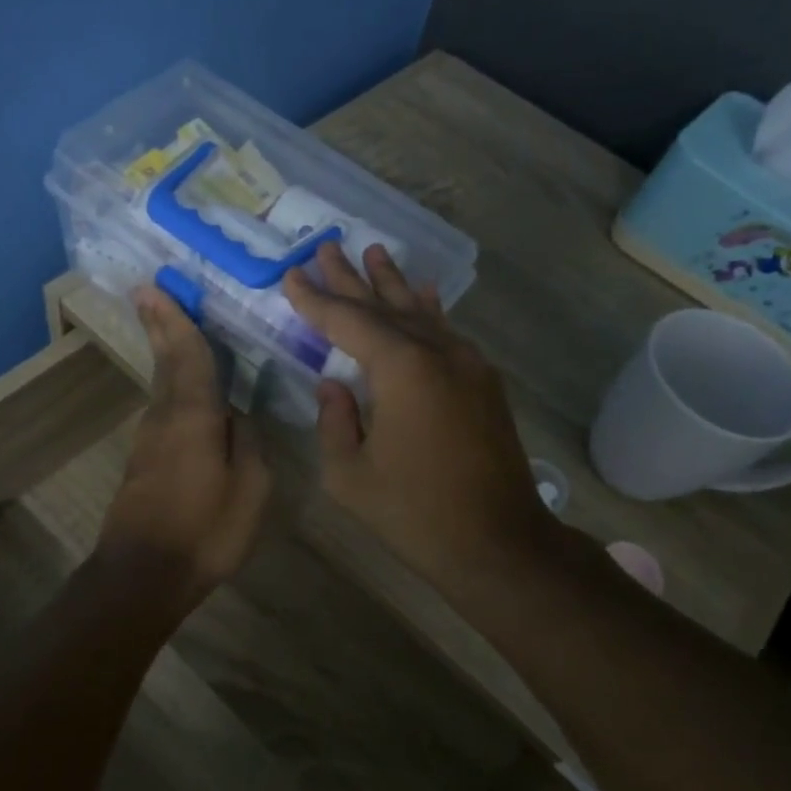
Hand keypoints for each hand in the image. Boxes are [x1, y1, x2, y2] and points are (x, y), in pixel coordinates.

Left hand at [95, 284, 273, 607]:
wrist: (143, 575)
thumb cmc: (205, 530)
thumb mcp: (250, 488)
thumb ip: (247, 443)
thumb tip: (236, 417)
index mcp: (193, 416)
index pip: (188, 356)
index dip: (175, 320)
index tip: (155, 287)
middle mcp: (165, 417)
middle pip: (167, 363)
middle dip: (161, 326)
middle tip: (149, 292)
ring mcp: (149, 440)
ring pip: (163, 386)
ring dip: (167, 353)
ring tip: (172, 327)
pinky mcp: (144, 461)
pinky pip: (165, 410)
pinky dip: (173, 387)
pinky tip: (185, 390)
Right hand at [283, 241, 552, 594]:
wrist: (498, 543)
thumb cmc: (414, 513)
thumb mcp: (350, 474)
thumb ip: (334, 420)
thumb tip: (335, 384)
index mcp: (401, 369)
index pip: (347, 321)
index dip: (315, 300)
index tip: (293, 274)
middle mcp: (438, 353)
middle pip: (385, 306)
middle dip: (351, 278)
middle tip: (326, 247)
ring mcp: (467, 365)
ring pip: (420, 313)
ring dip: (392, 284)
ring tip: (372, 252)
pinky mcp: (483, 383)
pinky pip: (447, 333)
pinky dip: (428, 312)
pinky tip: (423, 294)